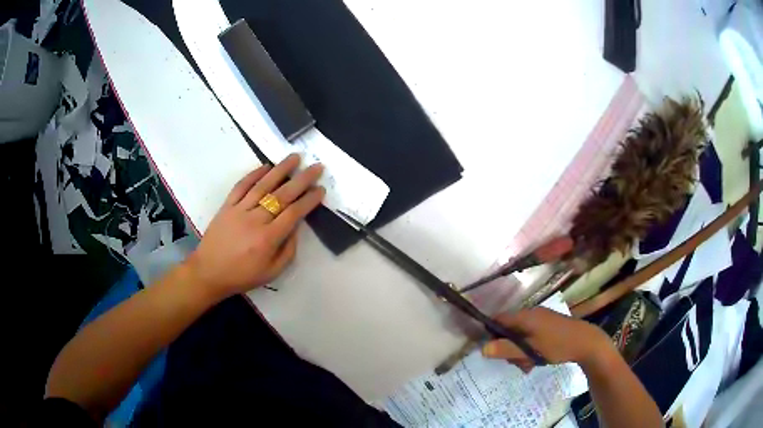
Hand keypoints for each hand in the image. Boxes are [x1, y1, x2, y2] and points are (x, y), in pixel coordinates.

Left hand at [185, 154, 324, 300]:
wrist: (208, 272)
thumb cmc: (242, 276)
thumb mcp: (271, 273)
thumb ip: (288, 251)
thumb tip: (296, 228)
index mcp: (267, 239)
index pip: (293, 213)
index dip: (309, 200)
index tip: (321, 189)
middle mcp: (255, 220)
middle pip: (282, 195)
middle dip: (302, 180)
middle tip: (316, 167)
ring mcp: (239, 210)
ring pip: (263, 186)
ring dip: (280, 170)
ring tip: (295, 157)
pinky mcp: (227, 206)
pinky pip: (241, 186)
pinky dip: (253, 175)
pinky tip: (266, 166)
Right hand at [482, 307, 613, 371]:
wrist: (586, 342)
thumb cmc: (557, 345)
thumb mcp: (530, 350)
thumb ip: (506, 349)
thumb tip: (482, 349)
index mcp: (526, 316)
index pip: (499, 319)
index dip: (491, 333)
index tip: (491, 351)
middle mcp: (532, 314)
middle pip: (510, 330)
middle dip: (509, 349)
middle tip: (516, 364)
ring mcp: (541, 319)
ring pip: (521, 336)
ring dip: (520, 352)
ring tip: (529, 366)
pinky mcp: (548, 326)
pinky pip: (531, 337)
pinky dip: (530, 349)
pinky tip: (536, 361)